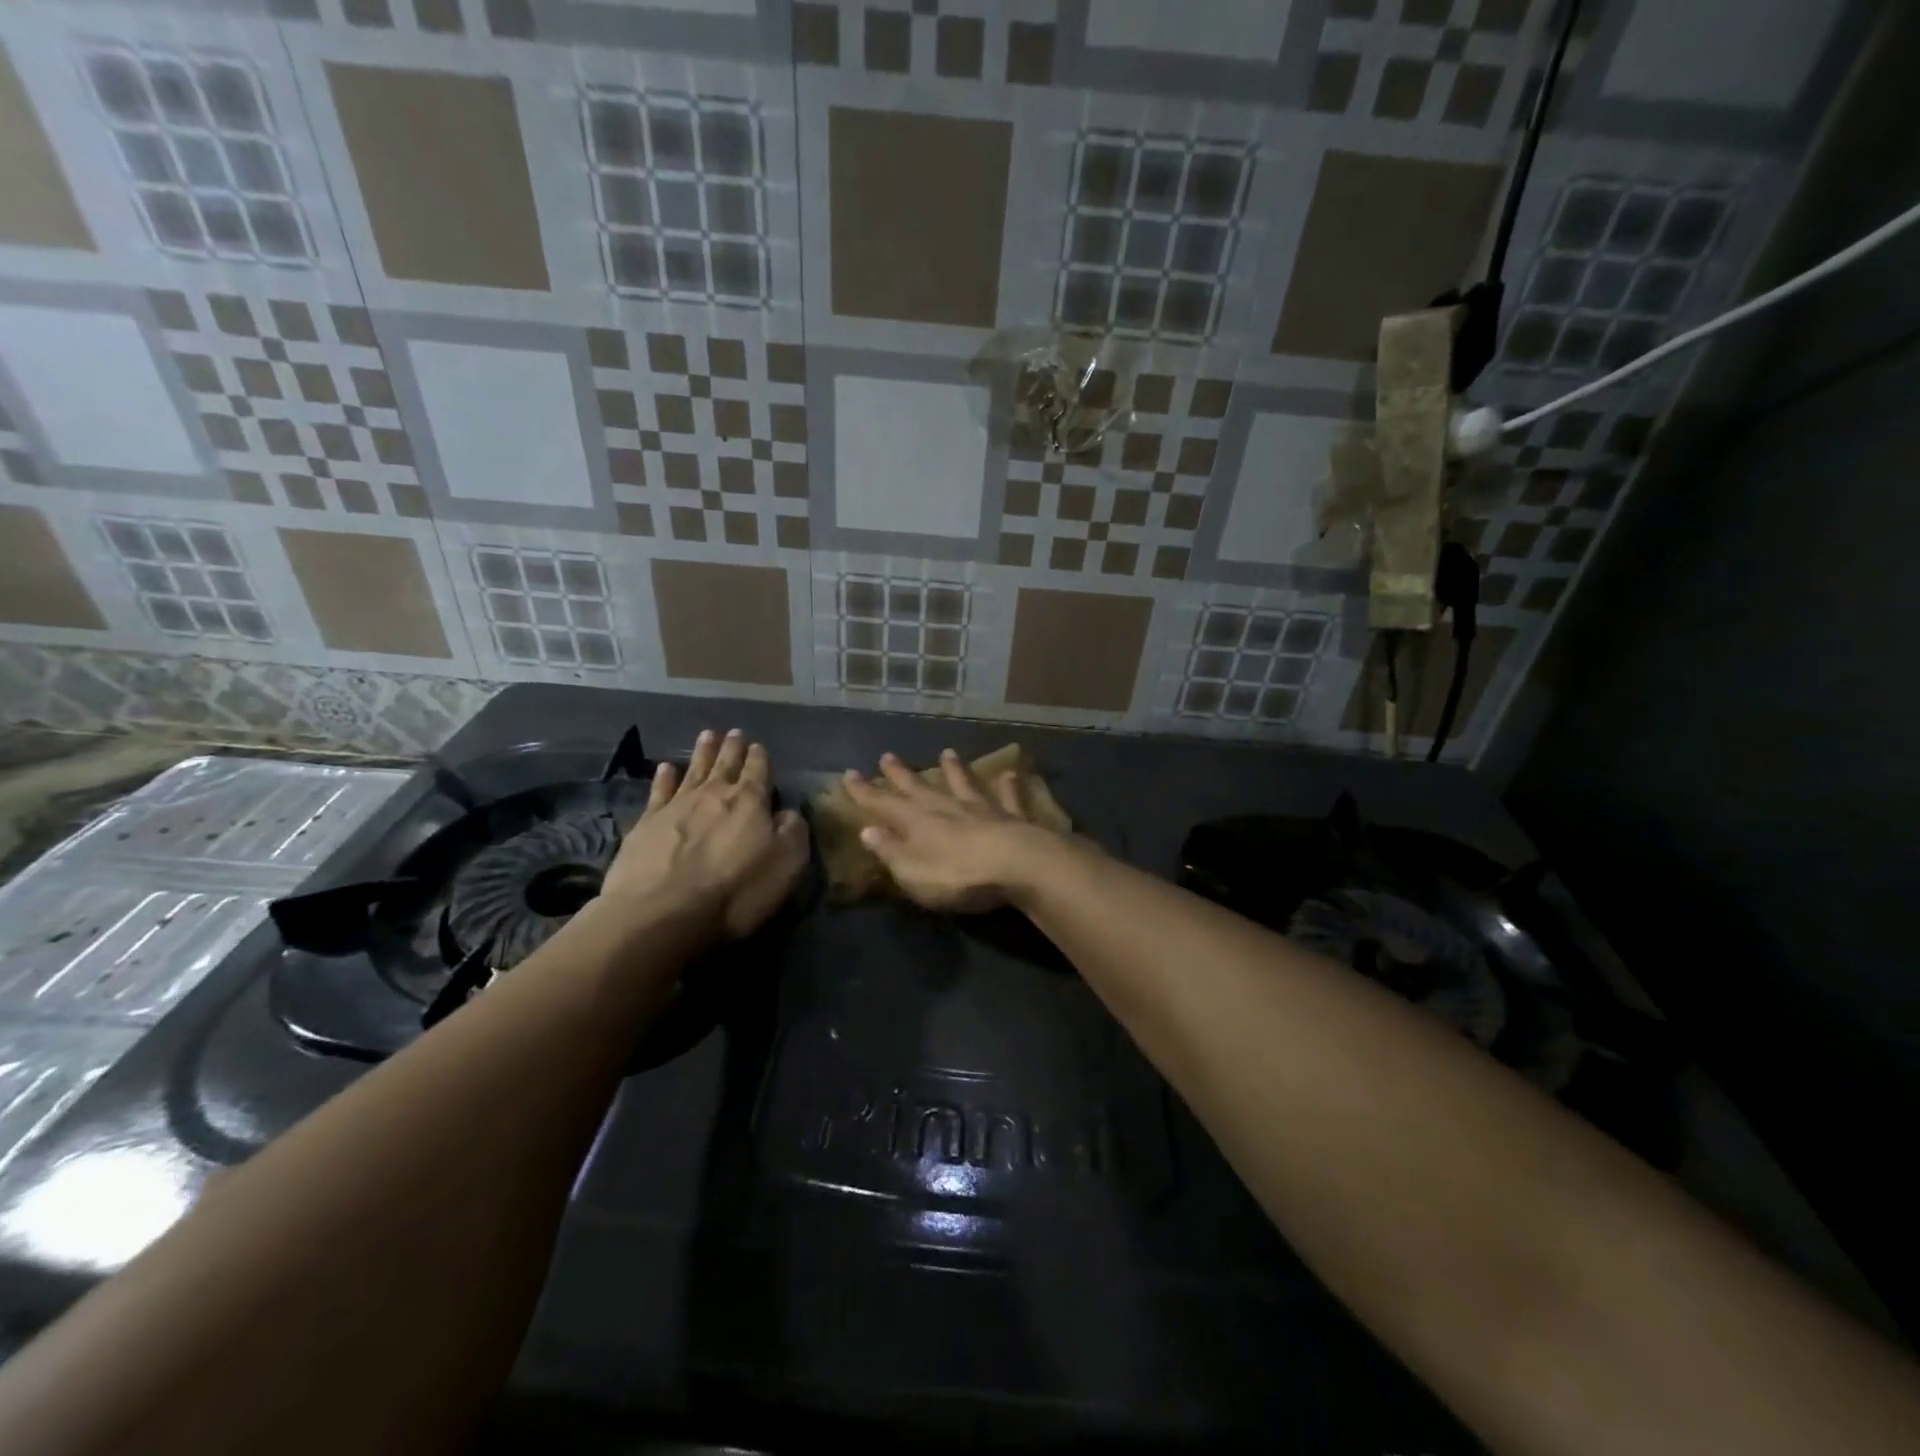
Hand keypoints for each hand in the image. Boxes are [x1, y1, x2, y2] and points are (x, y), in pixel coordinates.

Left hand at [600, 728, 808, 939]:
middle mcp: (714, 794)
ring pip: (693, 769)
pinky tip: (666, 768)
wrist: (663, 911)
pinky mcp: (647, 823)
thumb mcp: (787, 863)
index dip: (760, 757)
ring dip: (702, 752)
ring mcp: (677, 805)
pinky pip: (659, 791)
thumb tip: (787, 813)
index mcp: (750, 801)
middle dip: (732, 748)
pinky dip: (664, 777)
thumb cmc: (736, 890)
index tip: (759, 746)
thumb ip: (792, 831)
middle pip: (725, 764)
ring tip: (707, 735)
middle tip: (734, 732)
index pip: (759, 771)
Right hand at [841, 750, 1058, 912]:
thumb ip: (890, 851)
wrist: (1016, 866)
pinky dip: (1008, 785)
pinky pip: (1008, 797)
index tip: (849, 774)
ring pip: (963, 783)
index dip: (865, 791)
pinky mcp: (1012, 817)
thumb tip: (867, 831)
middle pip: (919, 787)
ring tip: (947, 752)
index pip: (883, 804)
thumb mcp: (912, 872)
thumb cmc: (958, 876)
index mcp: (917, 823)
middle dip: (901, 774)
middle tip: (887, 756)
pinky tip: (1010, 772)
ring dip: (953, 769)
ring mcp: (981, 809)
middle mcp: (946, 808)